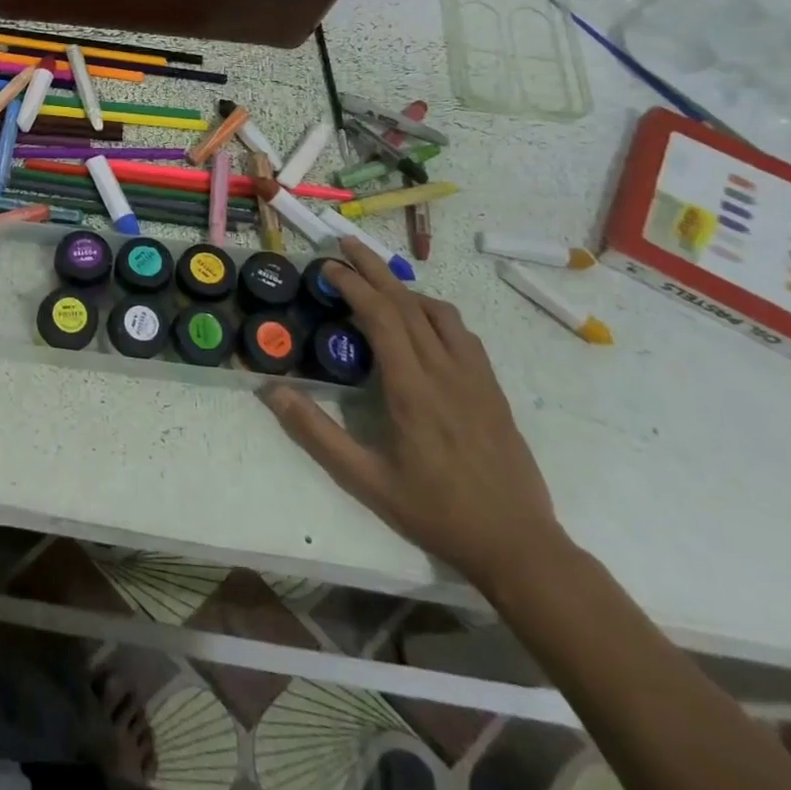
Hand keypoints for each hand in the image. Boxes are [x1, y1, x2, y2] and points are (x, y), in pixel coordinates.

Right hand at [260, 239, 570, 592]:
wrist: (518, 544)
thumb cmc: (436, 512)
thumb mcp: (366, 480)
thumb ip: (317, 433)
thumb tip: (272, 391)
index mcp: (412, 389)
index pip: (380, 316)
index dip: (353, 285)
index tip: (328, 267)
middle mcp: (445, 371)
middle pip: (406, 302)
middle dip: (373, 268)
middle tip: (345, 244)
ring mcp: (474, 377)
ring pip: (438, 312)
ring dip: (403, 287)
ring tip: (377, 280)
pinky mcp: (492, 388)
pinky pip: (461, 333)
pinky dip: (433, 311)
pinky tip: (421, 321)